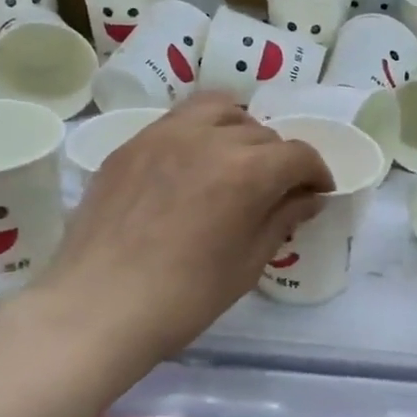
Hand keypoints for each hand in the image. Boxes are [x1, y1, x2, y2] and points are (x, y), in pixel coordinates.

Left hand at [35, 94, 331, 366]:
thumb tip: (308, 198)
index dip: (317, 173)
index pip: (298, 155)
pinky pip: (177, 121)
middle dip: (279, 159)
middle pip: (261, 132)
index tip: (317, 193)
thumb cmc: (185, 297)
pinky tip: (192, 166)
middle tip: (276, 191)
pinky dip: (199, 132)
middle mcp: (209, 138)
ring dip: (240, 130)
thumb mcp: (247, 263)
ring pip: (218, 110)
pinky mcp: (130, 144)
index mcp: (247, 171)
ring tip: (236, 160)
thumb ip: (282, 219)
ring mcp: (164, 135)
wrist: (98, 306)